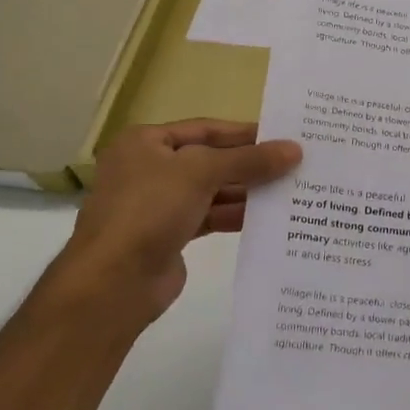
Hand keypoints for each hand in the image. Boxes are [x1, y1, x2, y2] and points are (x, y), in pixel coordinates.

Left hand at [48, 119, 300, 335]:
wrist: (114, 281)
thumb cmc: (151, 209)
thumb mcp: (202, 171)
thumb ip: (250, 159)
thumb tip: (295, 150)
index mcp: (145, 142)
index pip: (204, 128)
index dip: (244, 132)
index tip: (283, 137)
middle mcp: (149, 169)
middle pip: (209, 159)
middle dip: (249, 164)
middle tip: (294, 164)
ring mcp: (158, 205)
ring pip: (212, 190)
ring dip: (247, 191)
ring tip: (289, 190)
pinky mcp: (169, 235)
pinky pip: (210, 217)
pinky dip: (235, 215)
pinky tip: (267, 217)